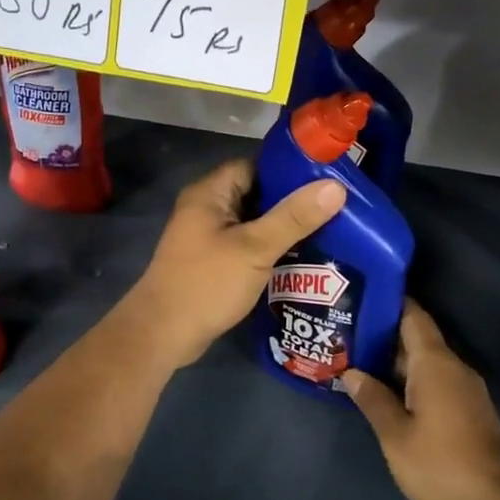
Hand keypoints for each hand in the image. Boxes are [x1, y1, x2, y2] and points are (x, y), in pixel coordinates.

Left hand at [121, 157, 345, 368]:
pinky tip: (302, 256)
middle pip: (257, 193)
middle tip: (336, 207)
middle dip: (292, 201)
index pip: (256, 166)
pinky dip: (270, 247)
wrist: (163, 333)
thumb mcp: (255, 248)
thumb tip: (336, 186)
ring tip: (329, 230)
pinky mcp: (213, 260)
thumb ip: (294, 217)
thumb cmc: (207, 283)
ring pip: (254, 221)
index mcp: (210, 192)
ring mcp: (208, 235)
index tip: (328, 179)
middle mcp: (207, 207)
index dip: (290, 171)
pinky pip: (247, 243)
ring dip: (283, 227)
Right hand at [340, 301, 499, 499]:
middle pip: (415, 338)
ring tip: (358, 361)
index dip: (388, 302)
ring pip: (424, 362)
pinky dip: (409, 379)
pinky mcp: (468, 409)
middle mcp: (452, 366)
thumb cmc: (442, 462)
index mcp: (434, 362)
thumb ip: (373, 400)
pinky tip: (387, 392)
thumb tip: (351, 373)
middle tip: (345, 333)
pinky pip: (434, 380)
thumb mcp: (396, 434)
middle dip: (382, 335)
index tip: (360, 296)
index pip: (412, 315)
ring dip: (394, 361)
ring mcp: (463, 388)